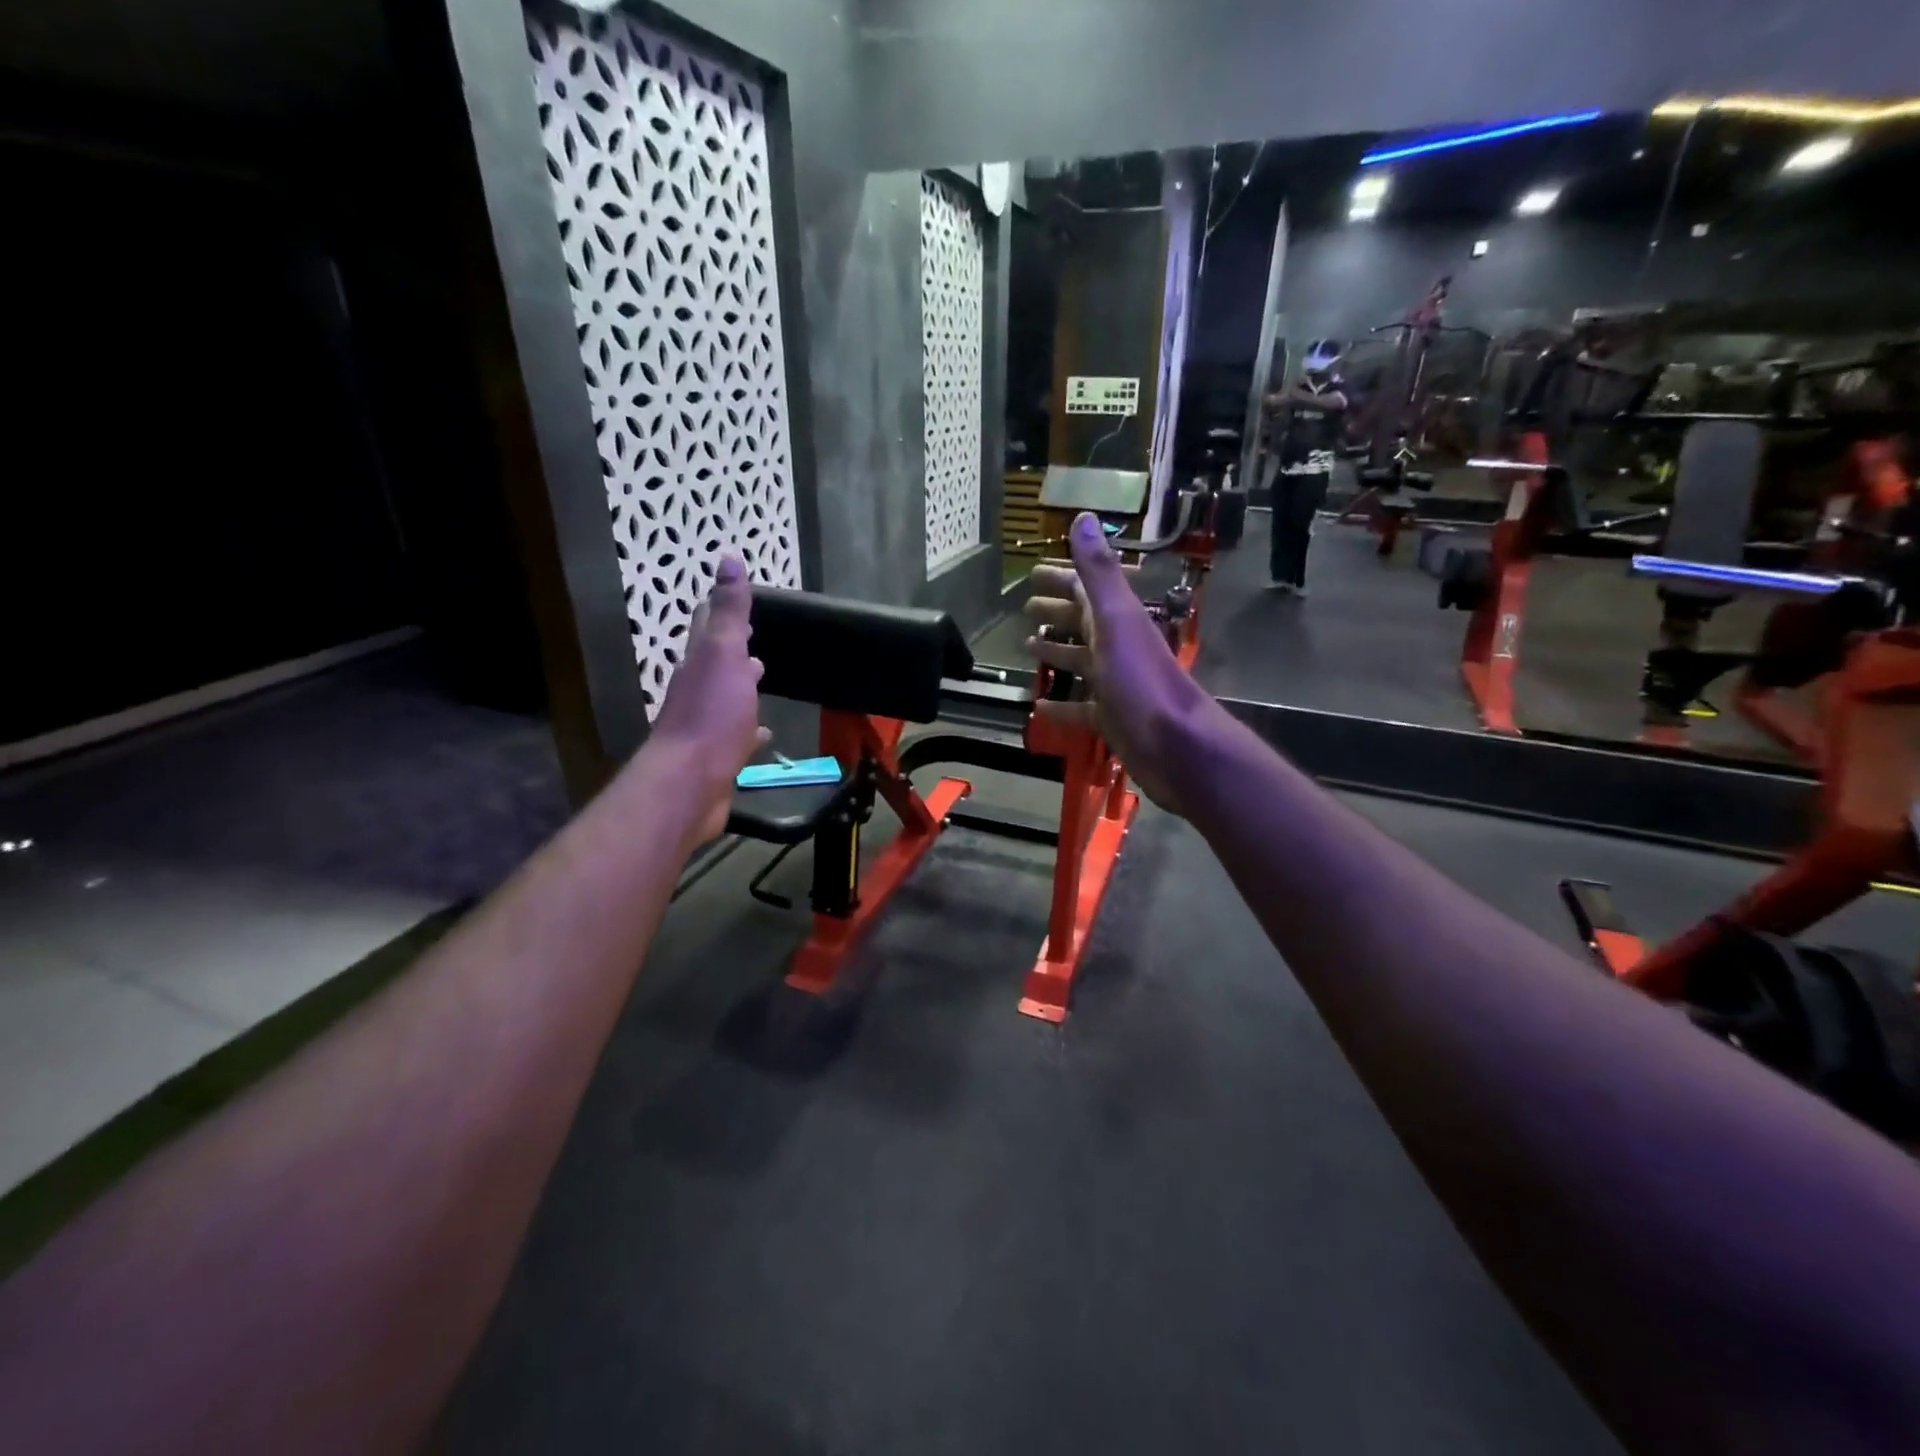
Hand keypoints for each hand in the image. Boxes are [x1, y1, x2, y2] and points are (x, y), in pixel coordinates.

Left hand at [649, 557, 770, 843]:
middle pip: (716, 662)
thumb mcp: (724, 654)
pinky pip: (738, 736)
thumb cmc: (711, 715)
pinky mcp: (718, 756)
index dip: (721, 609)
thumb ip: (730, 612)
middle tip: (754, 638)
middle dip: (734, 648)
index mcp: (700, 663)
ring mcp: (707, 724)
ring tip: (762, 677)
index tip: (735, 593)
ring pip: (727, 697)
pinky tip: (763, 733)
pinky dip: (750, 729)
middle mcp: (698, 690)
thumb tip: (727, 558)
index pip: (709, 626)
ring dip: (741, 686)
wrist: (690, 781)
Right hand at [1023, 513, 1220, 813]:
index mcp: (1118, 620)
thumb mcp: (1116, 622)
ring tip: (1027, 647)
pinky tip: (1039, 706)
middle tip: (1026, 608)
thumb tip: (1083, 518)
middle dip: (1057, 612)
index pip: (1086, 589)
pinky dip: (1061, 704)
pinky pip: (1081, 707)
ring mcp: (1116, 684)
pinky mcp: (1112, 719)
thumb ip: (1098, 573)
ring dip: (1057, 652)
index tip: (1032, 574)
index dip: (1061, 578)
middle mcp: (1118, 647)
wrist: (1175, 746)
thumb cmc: (1141, 681)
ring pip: (1082, 662)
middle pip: (1084, 622)